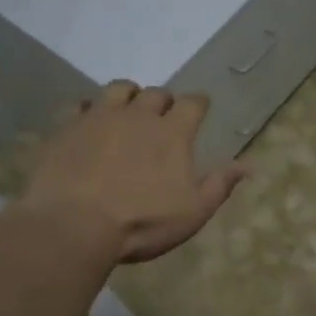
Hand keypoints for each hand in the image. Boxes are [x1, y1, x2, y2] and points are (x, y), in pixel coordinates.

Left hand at [20, 81, 248, 263]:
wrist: (72, 226)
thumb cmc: (141, 223)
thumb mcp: (192, 212)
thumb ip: (219, 185)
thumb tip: (248, 165)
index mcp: (172, 133)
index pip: (193, 103)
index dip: (199, 104)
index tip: (200, 108)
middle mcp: (138, 115)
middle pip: (156, 93)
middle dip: (164, 101)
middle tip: (163, 116)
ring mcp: (99, 117)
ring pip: (119, 89)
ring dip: (128, 96)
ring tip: (128, 110)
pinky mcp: (67, 127)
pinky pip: (79, 105)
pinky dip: (88, 109)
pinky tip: (88, 121)